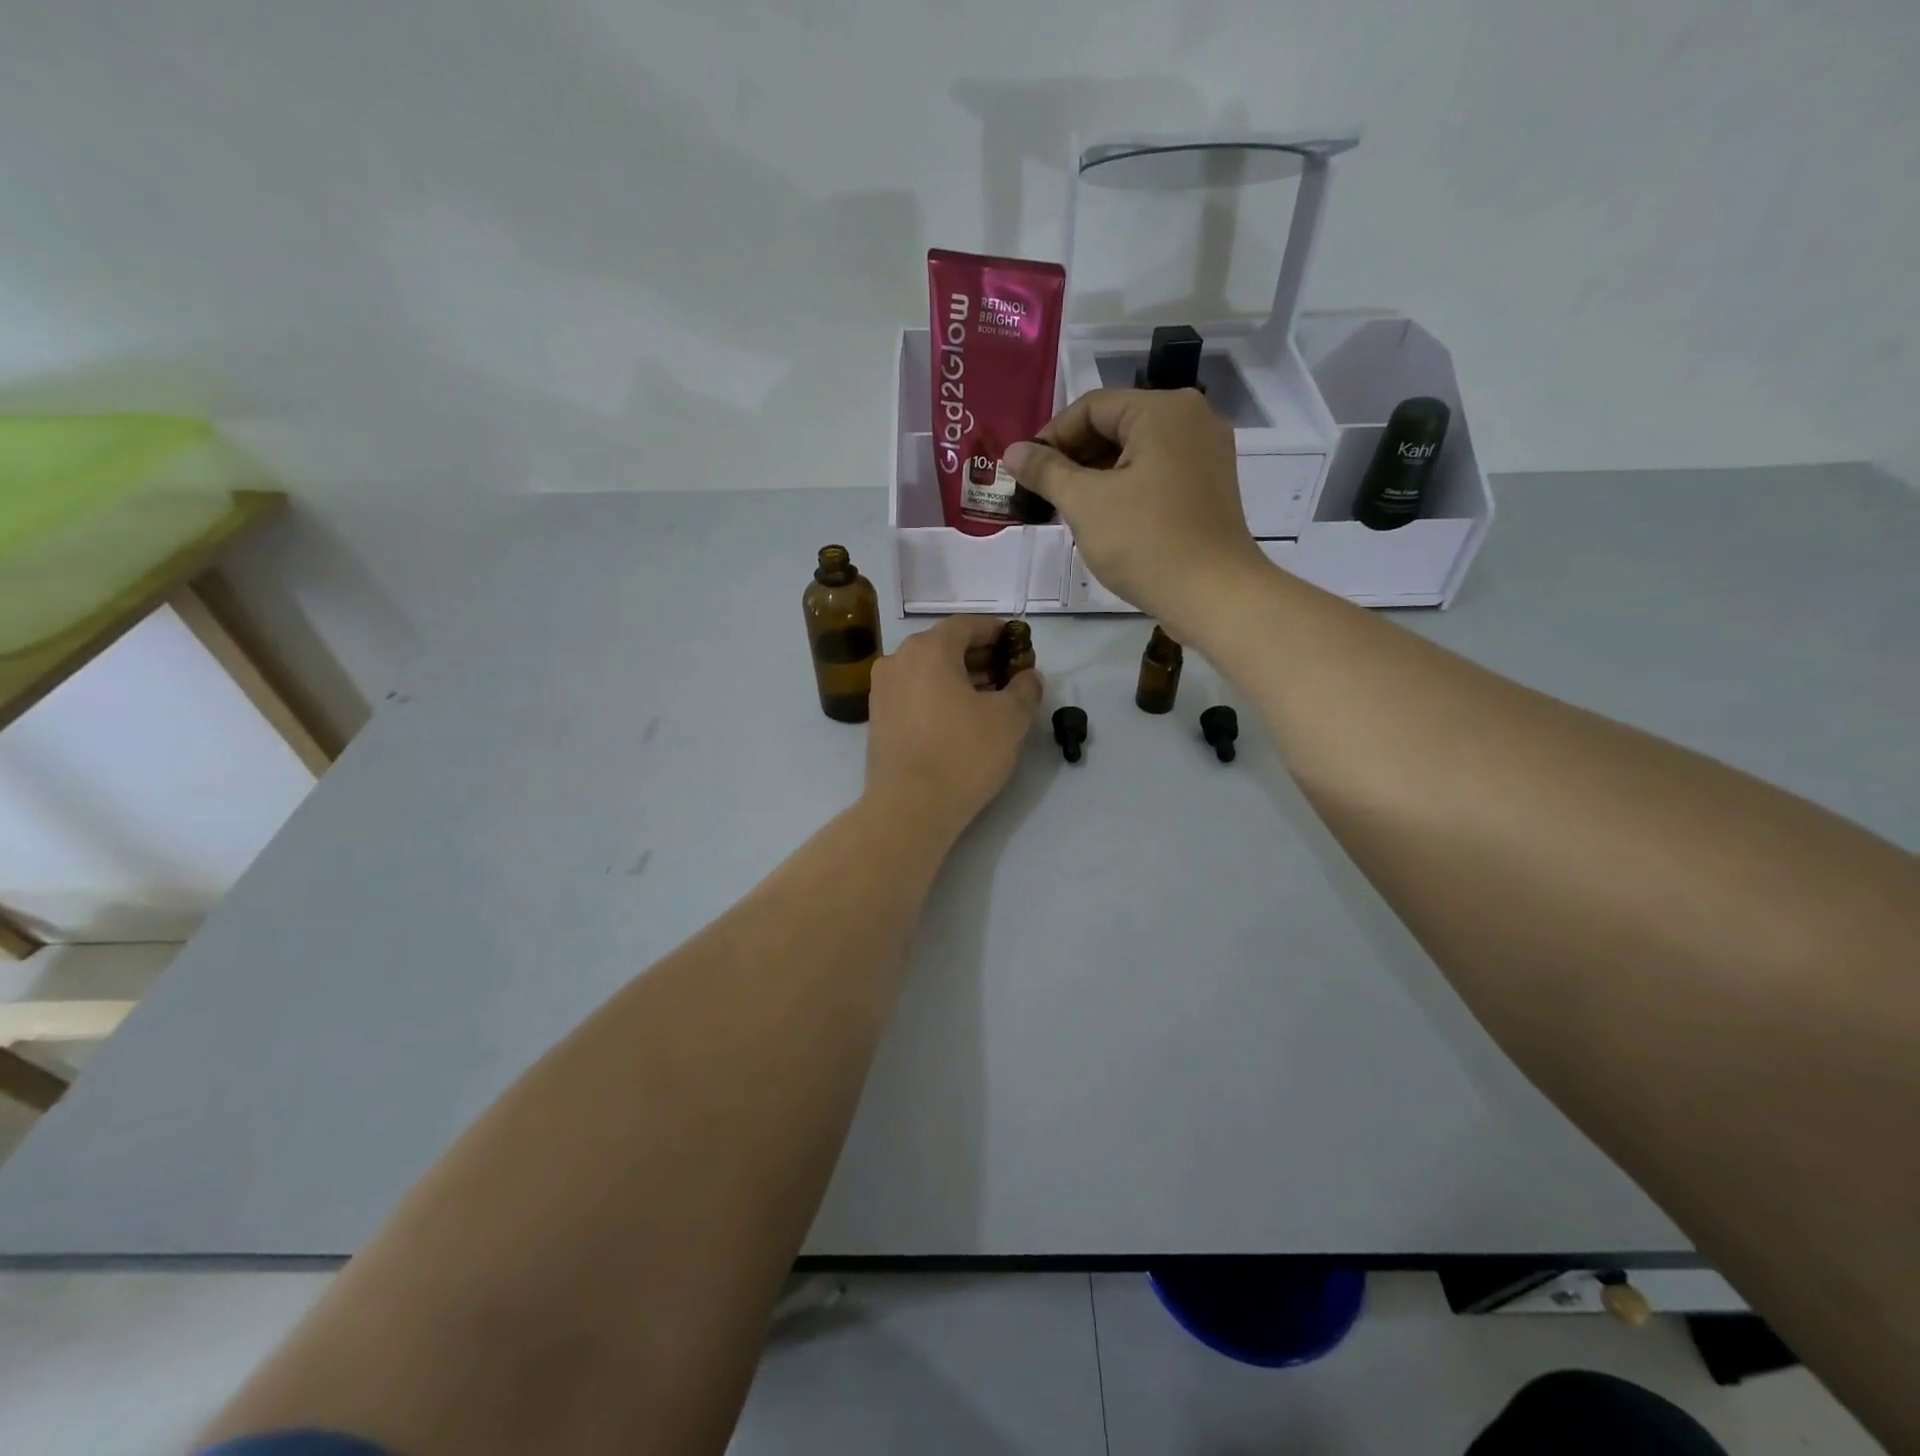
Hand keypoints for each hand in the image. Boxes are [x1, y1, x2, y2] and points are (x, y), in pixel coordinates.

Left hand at [864, 617, 1043, 836]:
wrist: (909, 808)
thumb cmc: (963, 754)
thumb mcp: (1010, 720)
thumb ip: (1025, 689)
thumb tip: (1028, 677)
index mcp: (928, 649)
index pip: (967, 625)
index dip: (996, 632)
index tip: (1018, 644)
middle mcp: (898, 661)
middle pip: (945, 647)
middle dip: (980, 656)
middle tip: (1009, 674)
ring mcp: (882, 690)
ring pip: (928, 672)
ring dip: (959, 678)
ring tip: (990, 698)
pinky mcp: (878, 719)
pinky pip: (914, 694)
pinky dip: (938, 696)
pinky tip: (961, 718)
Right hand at [1003, 389, 1269, 636]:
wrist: (1212, 595)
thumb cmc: (1145, 542)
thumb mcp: (1085, 503)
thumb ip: (1046, 471)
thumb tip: (1013, 451)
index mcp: (1163, 410)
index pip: (1091, 407)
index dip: (1052, 437)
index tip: (1026, 473)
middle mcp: (1192, 419)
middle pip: (1116, 425)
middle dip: (1074, 458)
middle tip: (1043, 494)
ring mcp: (1206, 453)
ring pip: (1135, 452)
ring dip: (1096, 476)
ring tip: (1067, 511)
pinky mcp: (1209, 486)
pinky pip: (1156, 473)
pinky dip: (1125, 488)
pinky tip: (1103, 519)